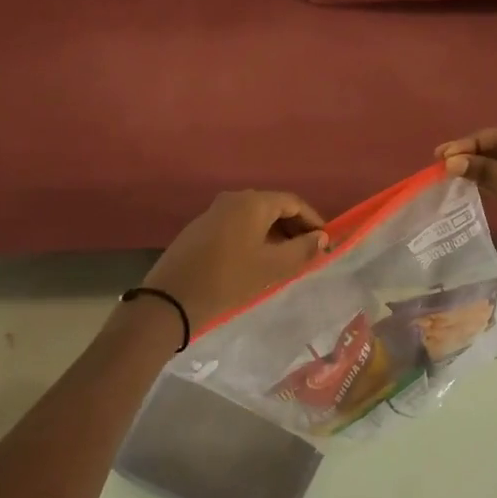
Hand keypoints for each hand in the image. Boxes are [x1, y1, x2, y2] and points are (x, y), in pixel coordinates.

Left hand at [144, 191, 329, 332]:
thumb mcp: (272, 268)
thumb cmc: (228, 280)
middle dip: (295, 227)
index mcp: (253, 202)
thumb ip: (302, 250)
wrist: (171, 298)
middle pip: (273, 206)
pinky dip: (255, 237)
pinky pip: (238, 225)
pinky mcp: (201, 228)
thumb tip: (322, 238)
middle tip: (309, 253)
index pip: (293, 202)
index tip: (326, 243)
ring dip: (275, 234)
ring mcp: (214, 212)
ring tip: (288, 260)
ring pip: (255, 217)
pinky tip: (259, 260)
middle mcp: (233, 199)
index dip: (313, 221)